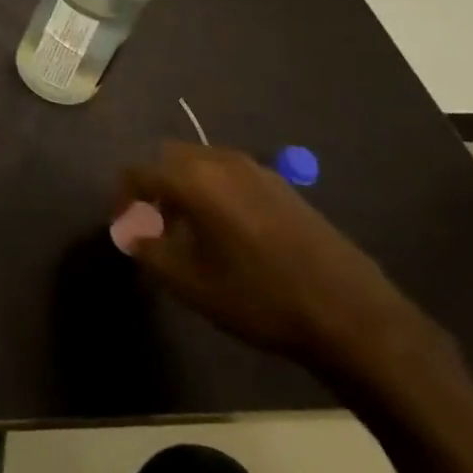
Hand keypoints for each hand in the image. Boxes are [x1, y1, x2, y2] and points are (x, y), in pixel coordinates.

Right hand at [117, 142, 446, 380]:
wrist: (351, 314)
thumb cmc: (259, 298)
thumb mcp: (191, 283)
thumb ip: (149, 250)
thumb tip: (128, 232)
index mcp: (193, 179)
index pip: (137, 171)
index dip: (122, 198)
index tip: (124, 229)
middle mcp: (220, 160)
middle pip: (168, 158)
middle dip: (153, 187)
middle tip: (154, 226)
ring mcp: (255, 168)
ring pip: (200, 163)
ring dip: (183, 187)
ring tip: (188, 231)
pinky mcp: (281, 184)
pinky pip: (229, 173)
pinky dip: (213, 190)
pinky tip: (227, 232)